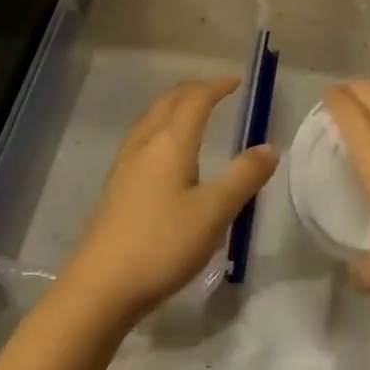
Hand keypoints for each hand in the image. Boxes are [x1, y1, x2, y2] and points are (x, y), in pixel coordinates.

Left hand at [58, 78, 276, 327]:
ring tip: (190, 113)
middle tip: (215, 91)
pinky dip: (160, 128)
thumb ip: (243, 178)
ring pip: (151, 119)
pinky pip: (141, 139)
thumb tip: (270, 147)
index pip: (195, 100)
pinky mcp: (116, 188)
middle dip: (193, 91)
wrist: (99, 288)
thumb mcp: (213, 213)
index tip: (236, 81)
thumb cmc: (162, 245)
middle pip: (168, 103)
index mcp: (170, 142)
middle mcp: (145, 144)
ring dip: (173, 107)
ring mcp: (125, 166)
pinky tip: (163, 154)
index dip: (216, 87)